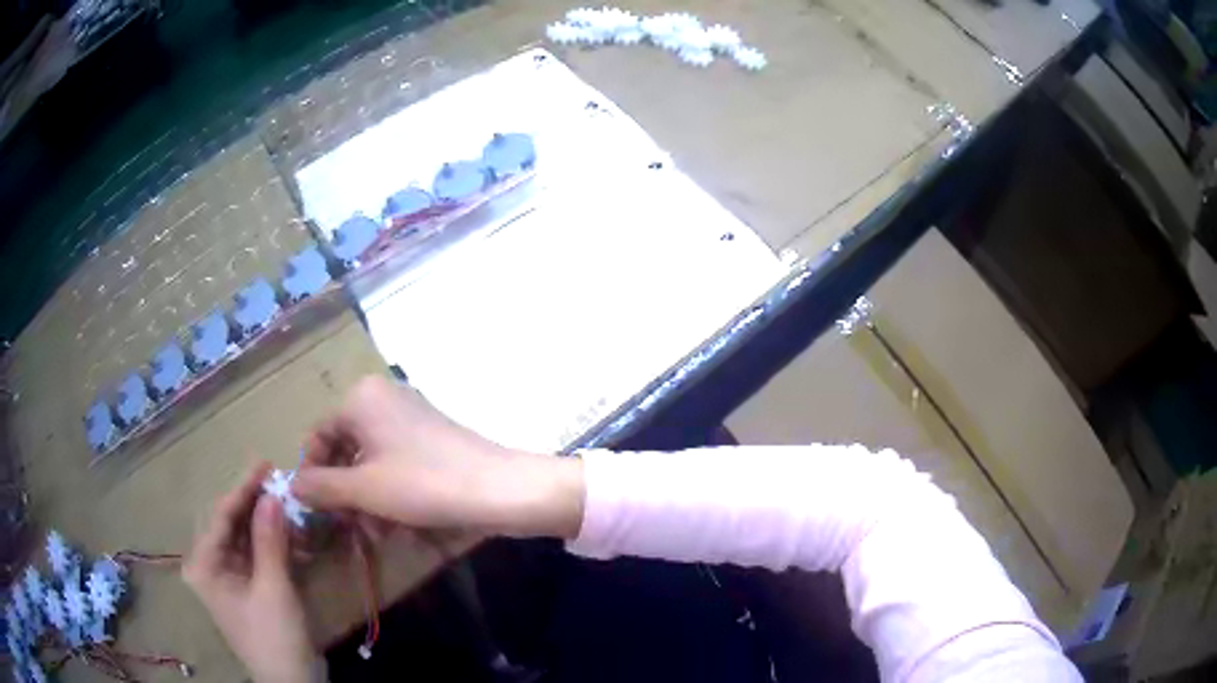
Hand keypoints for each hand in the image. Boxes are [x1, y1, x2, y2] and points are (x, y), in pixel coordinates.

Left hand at [183, 463, 318, 682]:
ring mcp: (229, 577)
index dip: (243, 488)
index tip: (266, 463)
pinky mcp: (248, 587)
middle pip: (231, 523)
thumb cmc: (275, 637)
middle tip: (280, 482)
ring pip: (245, 537)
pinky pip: (257, 554)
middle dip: (256, 504)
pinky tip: (294, 535)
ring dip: (268, 523)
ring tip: (291, 506)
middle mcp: (210, 565)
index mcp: (205, 565)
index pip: (221, 516)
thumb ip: (269, 540)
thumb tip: (272, 494)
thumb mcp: (273, 588)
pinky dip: (274, 544)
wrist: (292, 682)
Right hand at [292, 376, 583, 538]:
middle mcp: (383, 399)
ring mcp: (410, 419)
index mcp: (361, 398)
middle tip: (349, 527)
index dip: (313, 473)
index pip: (319, 434)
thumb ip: (322, 487)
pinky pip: (396, 465)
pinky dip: (391, 493)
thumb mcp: (364, 490)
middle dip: (345, 492)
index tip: (316, 509)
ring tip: (376, 534)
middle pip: (346, 449)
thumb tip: (292, 484)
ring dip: (368, 500)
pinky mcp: (431, 440)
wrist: (499, 489)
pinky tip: (397, 527)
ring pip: (371, 462)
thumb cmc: (423, 484)